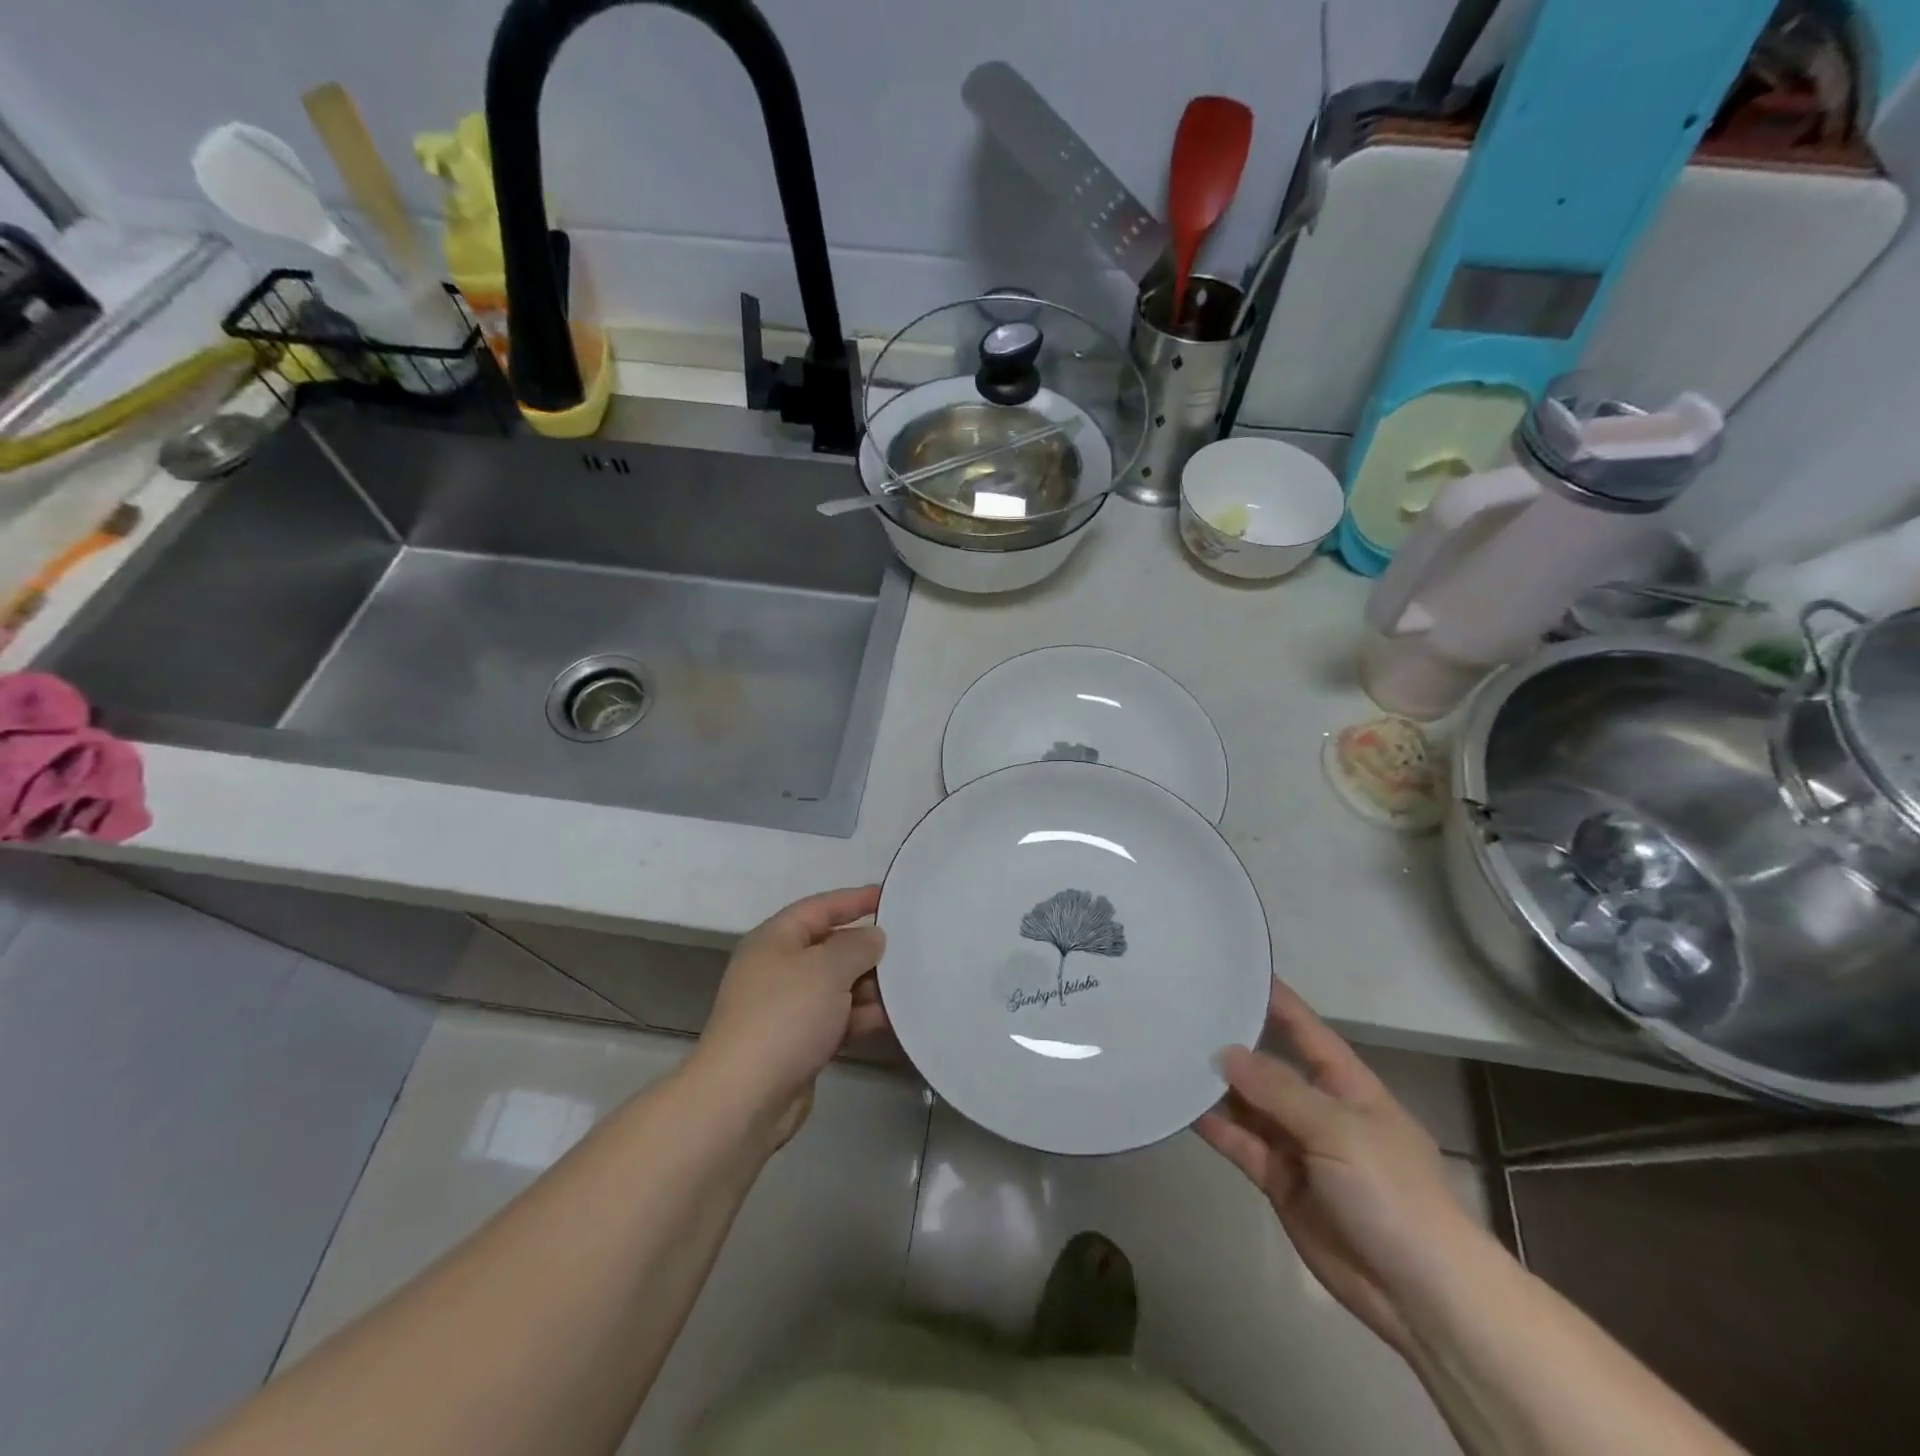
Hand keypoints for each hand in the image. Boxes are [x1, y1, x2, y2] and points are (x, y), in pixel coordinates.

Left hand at [689, 886, 886, 1149]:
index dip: (854, 899)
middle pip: (831, 947)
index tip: (889, 896)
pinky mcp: (799, 1043)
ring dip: (870, 986)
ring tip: (910, 985)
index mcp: (776, 939)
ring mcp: (788, 1008)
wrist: (745, 1097)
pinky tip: (895, 1019)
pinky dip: (862, 1017)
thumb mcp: (827, 968)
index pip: (820, 907)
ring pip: (838, 986)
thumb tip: (873, 937)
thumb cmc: (785, 1015)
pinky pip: (838, 1019)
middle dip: (868, 948)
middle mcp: (779, 968)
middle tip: (910, 946)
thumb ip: (857, 946)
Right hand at [1196, 981, 1485, 1355]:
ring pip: (1250, 1105)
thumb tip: (1227, 1051)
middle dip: (1235, 1042)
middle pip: (1271, 1066)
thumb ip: (1280, 1090)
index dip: (1277, 1001)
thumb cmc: (1392, 1193)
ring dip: (1217, 1085)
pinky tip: (1182, 1105)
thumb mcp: (1339, 1130)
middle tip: (1185, 1011)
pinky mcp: (1279, 1181)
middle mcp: (1320, 1109)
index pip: (1307, 1030)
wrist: (1420, 1295)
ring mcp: (1298, 1146)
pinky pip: (1241, 1144)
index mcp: (1349, 1086)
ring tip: (1172, 1053)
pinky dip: (1215, 1127)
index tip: (1237, 970)